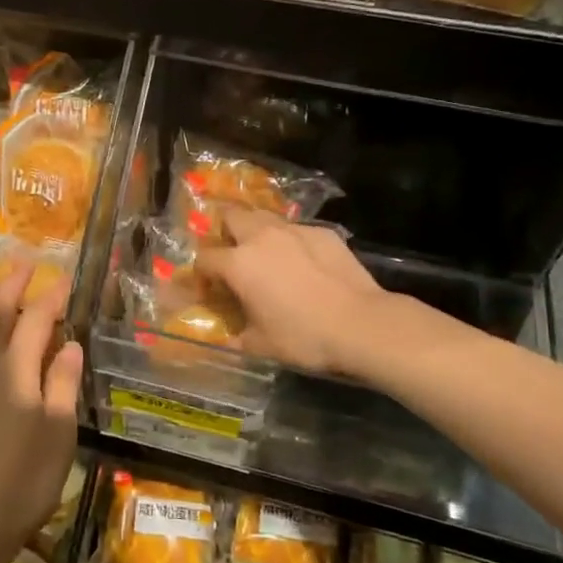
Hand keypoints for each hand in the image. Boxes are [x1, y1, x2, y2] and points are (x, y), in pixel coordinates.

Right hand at [194, 208, 400, 374]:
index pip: (204, 258)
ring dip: (258, 231)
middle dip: (225, 232)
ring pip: (265, 217)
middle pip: (231, 216)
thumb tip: (227, 336)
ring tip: (266, 255)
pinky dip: (292, 242)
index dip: (201, 274)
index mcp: (238, 263)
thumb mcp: (260, 346)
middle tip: (233, 256)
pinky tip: (304, 264)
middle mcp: (261, 237)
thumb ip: (236, 336)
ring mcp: (295, 230)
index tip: (208, 289)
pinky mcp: (323, 232)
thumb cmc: (303, 337)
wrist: (362, 325)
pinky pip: (297, 231)